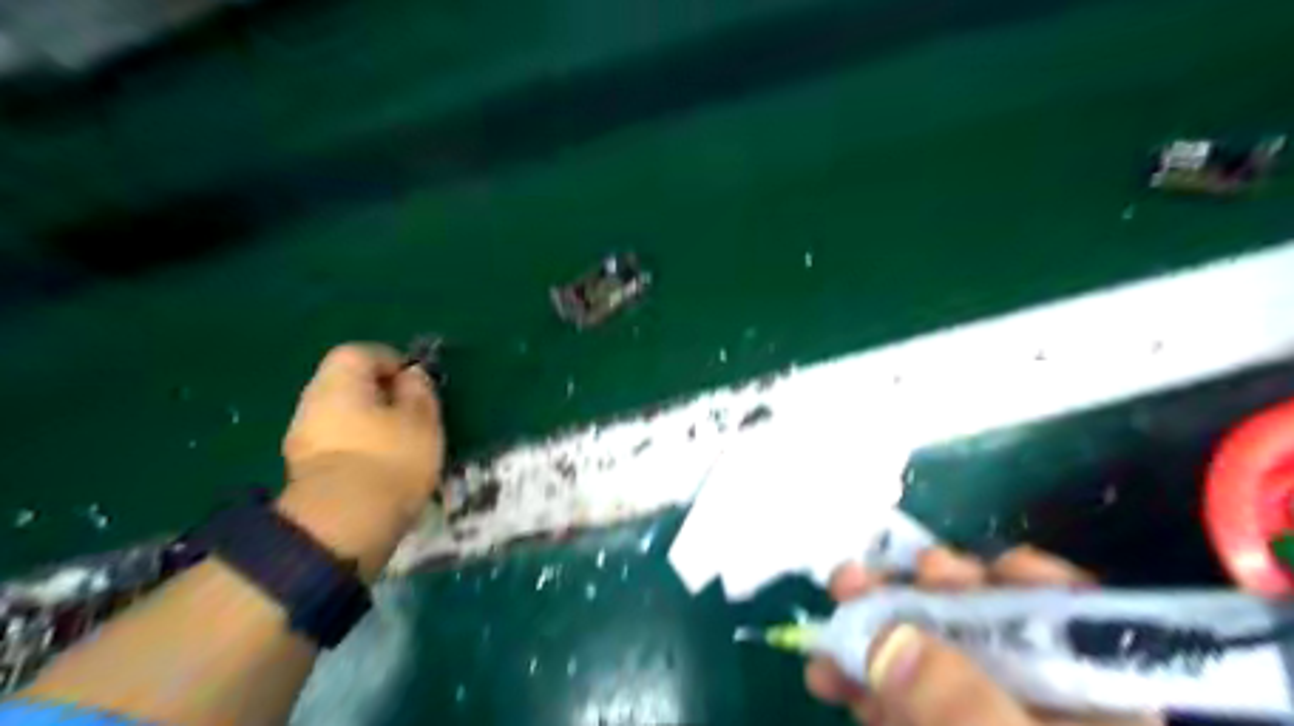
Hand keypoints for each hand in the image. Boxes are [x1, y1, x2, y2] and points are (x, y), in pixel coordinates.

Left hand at [274, 343, 441, 577]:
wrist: (344, 525)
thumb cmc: (391, 458)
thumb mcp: (422, 418)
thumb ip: (419, 390)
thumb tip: (411, 376)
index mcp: (338, 381)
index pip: (362, 353)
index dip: (393, 362)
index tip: (417, 385)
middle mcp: (312, 402)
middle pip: (348, 385)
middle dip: (381, 396)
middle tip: (413, 416)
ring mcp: (302, 438)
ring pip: (343, 417)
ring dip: (370, 424)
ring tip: (403, 445)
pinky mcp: (304, 471)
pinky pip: (337, 444)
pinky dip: (359, 448)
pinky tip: (382, 468)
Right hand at [807, 547, 1163, 725]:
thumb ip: (959, 708)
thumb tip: (885, 636)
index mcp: (1096, 709)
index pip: (1071, 619)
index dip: (1014, 580)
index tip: (949, 566)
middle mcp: (1037, 707)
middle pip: (979, 627)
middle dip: (911, 597)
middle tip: (857, 579)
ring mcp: (978, 724)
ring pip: (926, 658)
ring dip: (870, 634)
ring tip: (826, 620)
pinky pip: (898, 700)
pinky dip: (862, 683)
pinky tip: (829, 677)